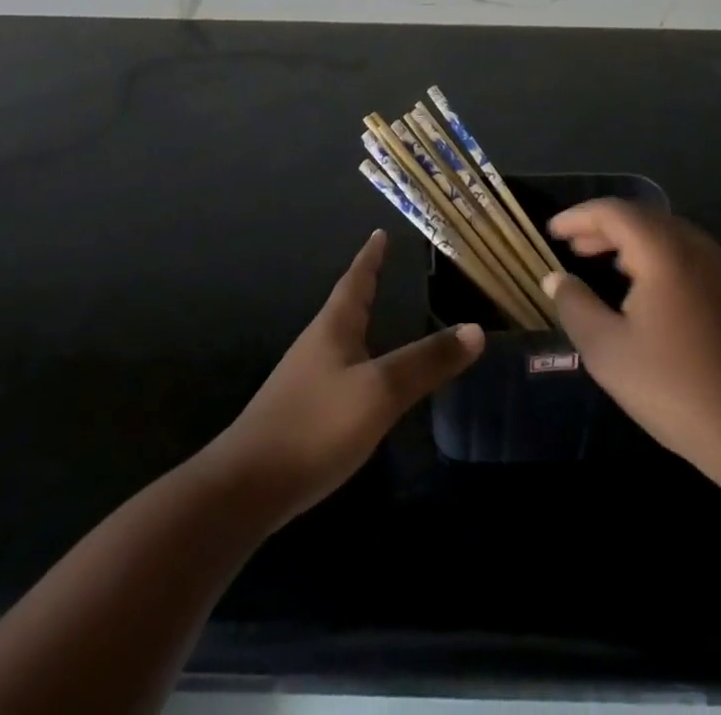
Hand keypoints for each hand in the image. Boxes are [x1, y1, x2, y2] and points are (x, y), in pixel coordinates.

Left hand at [208, 229, 482, 527]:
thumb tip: (475, 329)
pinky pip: (335, 372)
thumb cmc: (315, 426)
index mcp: (333, 328)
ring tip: (377, 319)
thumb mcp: (380, 392)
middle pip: (344, 306)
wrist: (245, 488)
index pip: (356, 280)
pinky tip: (361, 384)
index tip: (379, 232)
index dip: (371, 257)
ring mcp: (303, 379)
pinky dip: (355, 362)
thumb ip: (426, 362)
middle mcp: (316, 345)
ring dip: (358, 324)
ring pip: (339, 340)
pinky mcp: (299, 412)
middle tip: (383, 270)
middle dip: (364, 287)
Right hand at [544, 199, 720, 481]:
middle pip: (643, 218)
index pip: (612, 212)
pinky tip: (649, 293)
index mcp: (662, 249)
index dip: (578, 217)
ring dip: (633, 244)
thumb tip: (556, 278)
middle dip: (604, 228)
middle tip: (574, 247)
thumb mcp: (608, 350)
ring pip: (669, 237)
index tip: (552, 231)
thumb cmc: (676, 387)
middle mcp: (696, 246)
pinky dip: (659, 260)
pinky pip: (690, 259)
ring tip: (606, 265)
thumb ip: (575, 306)